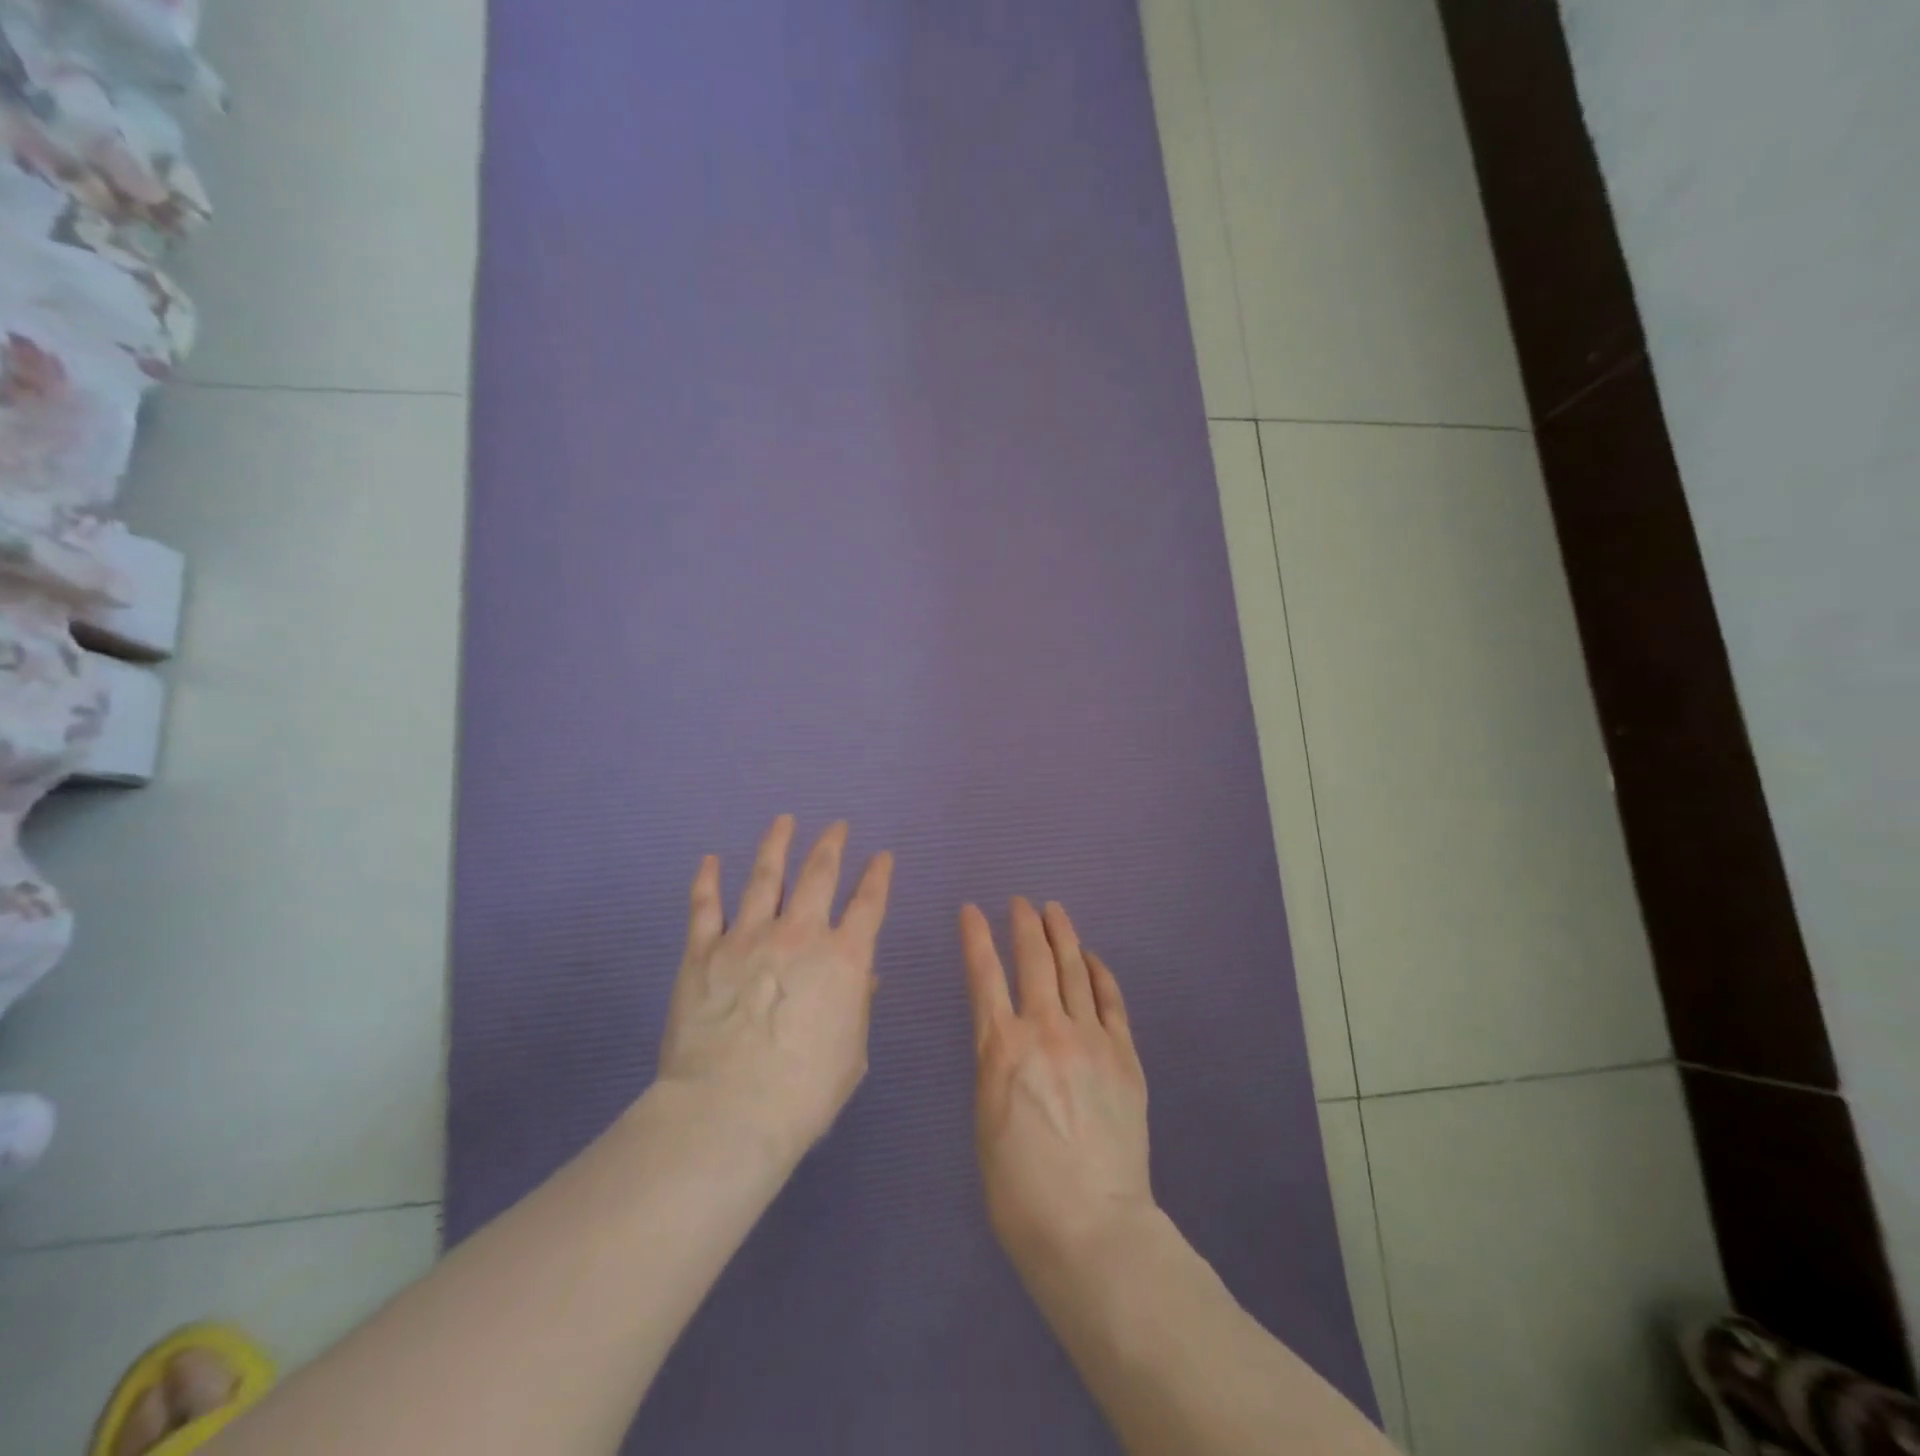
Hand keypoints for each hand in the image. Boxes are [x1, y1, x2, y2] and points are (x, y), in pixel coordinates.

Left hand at [658, 816, 893, 1161]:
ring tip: (783, 821)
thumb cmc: (803, 1093)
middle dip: (831, 845)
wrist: (728, 1111)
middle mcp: (800, 934)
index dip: (878, 876)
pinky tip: (709, 860)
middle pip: (819, 874)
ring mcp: (748, 937)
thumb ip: (857, 1008)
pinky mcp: (703, 951)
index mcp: (843, 959)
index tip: (882, 856)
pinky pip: (705, 906)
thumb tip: (866, 978)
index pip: (869, 904)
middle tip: (837, 826)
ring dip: (776, 845)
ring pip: (764, 876)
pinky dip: (707, 880)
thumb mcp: (850, 1055)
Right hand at [961, 897, 1153, 1277]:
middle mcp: (1045, 1030)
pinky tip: (1092, 958)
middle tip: (1020, 903)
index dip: (976, 937)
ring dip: (1062, 935)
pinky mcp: (1124, 1056)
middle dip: (1024, 924)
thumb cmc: (1019, 1190)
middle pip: (1034, 960)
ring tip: (1054, 911)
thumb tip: (1006, 1040)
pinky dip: (1100, 972)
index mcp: (1001, 1048)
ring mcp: (1090, 1039)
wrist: (1091, 1228)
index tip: (971, 910)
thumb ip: (996, 1068)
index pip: (984, 975)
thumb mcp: (985, 1120)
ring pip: (1074, 970)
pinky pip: (1111, 1000)